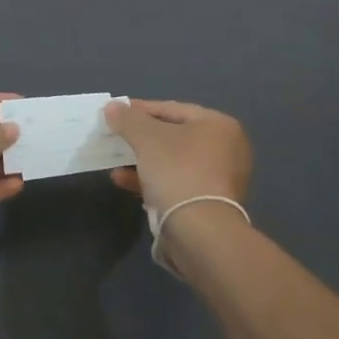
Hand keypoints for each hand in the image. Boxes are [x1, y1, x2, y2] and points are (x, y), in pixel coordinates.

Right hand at [104, 99, 252, 211]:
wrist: (199, 231)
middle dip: (141, 138)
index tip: (116, 112)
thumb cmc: (177, 171)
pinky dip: (151, 180)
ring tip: (115, 163)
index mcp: (219, 126)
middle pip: (174, 136)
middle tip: (115, 137)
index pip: (173, 109)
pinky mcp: (208, 204)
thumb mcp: (147, 138)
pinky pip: (175, 183)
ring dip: (142, 161)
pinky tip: (124, 182)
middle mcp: (226, 149)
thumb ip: (128, 119)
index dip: (141, 109)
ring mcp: (219, 179)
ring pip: (172, 162)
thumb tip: (112, 107)